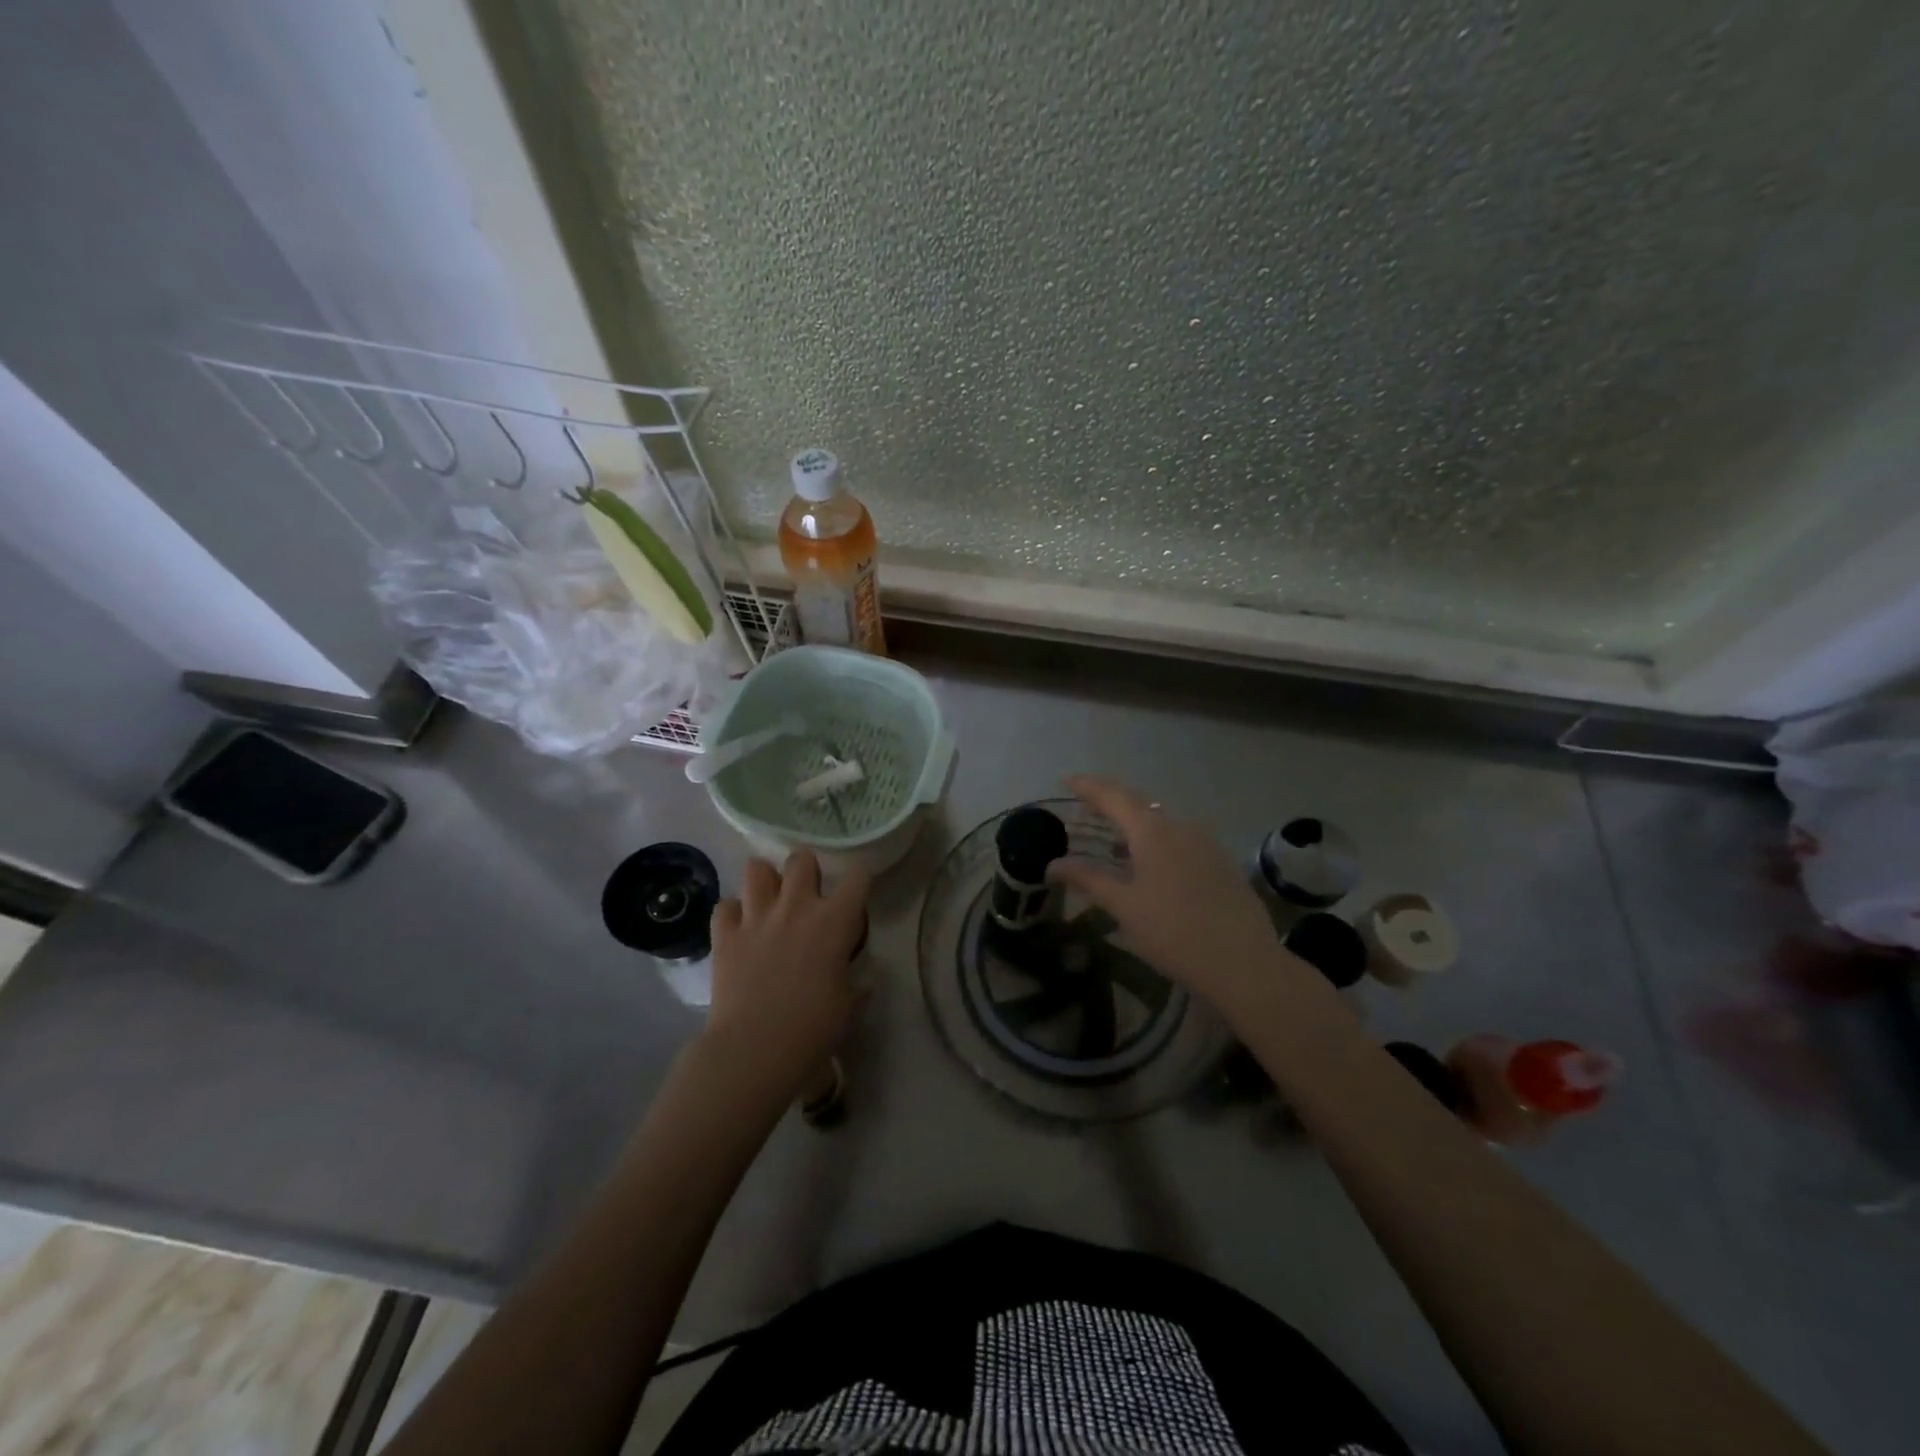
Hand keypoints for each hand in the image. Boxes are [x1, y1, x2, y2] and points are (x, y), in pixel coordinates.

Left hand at [704, 851, 870, 1102]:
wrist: (755, 1048)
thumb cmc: (813, 1028)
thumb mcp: (850, 1007)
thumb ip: (858, 985)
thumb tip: (863, 980)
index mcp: (834, 921)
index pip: (857, 877)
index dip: (860, 878)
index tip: (858, 891)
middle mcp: (796, 907)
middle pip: (801, 860)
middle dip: (806, 869)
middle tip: (808, 892)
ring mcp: (756, 917)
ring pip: (757, 869)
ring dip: (766, 880)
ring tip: (770, 898)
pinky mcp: (725, 935)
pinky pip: (725, 906)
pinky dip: (733, 913)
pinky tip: (739, 927)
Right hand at [1049, 776, 1309, 1026]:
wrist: (1243, 963)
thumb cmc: (1173, 932)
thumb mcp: (1124, 906)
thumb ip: (1088, 879)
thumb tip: (1053, 864)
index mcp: (1152, 830)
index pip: (1113, 795)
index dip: (1087, 785)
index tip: (1065, 780)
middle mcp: (1180, 826)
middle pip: (1138, 802)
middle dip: (1109, 799)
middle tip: (1084, 804)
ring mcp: (1205, 842)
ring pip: (1162, 820)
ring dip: (1134, 820)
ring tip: (1113, 834)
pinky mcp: (1221, 862)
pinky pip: (1180, 837)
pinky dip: (1156, 838)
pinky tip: (1149, 861)